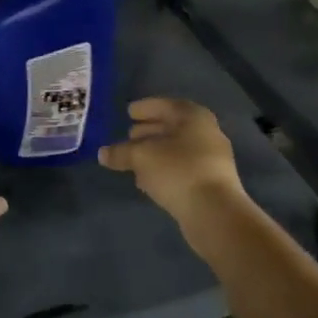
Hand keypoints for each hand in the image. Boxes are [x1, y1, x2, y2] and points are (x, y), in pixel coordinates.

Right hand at [98, 98, 247, 222]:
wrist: (214, 212)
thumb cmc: (177, 170)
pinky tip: (147, 179)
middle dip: (149, 131)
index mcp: (194, 117)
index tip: (129, 113)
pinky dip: (164, 169)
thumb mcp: (141, 157)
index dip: (145, 108)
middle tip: (129, 135)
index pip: (166, 105)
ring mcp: (212, 159)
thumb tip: (103, 153)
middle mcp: (207, 133)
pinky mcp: (211, 183)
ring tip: (133, 159)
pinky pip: (182, 168)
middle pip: (173, 127)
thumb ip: (120, 152)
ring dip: (155, 153)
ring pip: (177, 150)